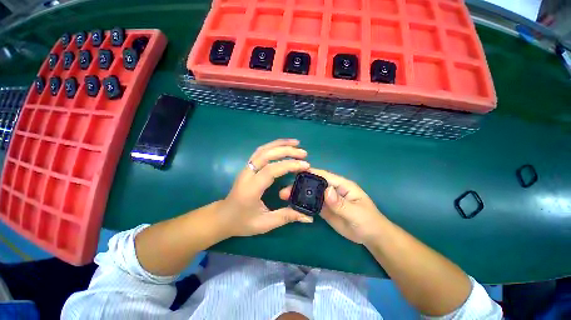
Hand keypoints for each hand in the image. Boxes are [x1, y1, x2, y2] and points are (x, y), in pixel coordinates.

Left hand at [219, 139, 313, 237]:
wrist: (223, 217)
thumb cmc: (242, 222)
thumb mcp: (265, 223)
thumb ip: (286, 217)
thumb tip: (308, 217)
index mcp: (251, 189)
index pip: (271, 170)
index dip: (289, 165)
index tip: (306, 165)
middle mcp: (247, 174)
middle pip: (266, 155)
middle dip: (287, 151)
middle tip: (304, 153)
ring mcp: (246, 168)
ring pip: (263, 149)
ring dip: (280, 144)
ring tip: (296, 143)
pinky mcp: (247, 166)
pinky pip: (260, 151)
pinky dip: (273, 145)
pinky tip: (282, 146)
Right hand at [279, 168, 385, 244]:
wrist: (370, 237)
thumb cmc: (368, 221)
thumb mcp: (356, 212)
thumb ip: (340, 203)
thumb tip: (326, 190)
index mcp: (341, 185)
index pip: (324, 176)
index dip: (310, 173)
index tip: (294, 173)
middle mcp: (332, 190)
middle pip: (314, 184)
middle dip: (300, 185)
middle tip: (285, 191)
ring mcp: (327, 200)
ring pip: (311, 194)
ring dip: (299, 195)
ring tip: (284, 197)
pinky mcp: (324, 209)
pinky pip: (312, 205)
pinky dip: (303, 204)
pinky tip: (293, 206)